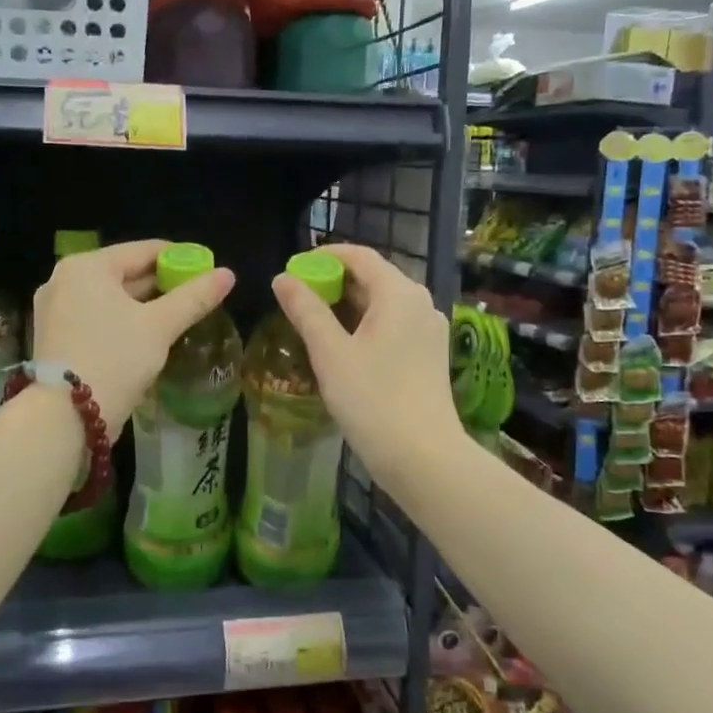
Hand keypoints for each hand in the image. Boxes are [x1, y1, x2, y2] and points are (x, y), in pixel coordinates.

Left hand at [32, 239, 235, 434]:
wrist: (64, 416)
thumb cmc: (114, 358)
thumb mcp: (160, 326)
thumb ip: (194, 297)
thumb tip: (228, 274)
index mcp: (87, 266)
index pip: (143, 250)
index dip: (180, 258)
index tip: (208, 271)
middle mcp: (64, 280)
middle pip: (125, 273)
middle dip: (162, 284)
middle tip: (196, 296)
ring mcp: (55, 310)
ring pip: (111, 298)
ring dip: (144, 306)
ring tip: (178, 317)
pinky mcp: (55, 337)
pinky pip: (97, 317)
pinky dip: (122, 321)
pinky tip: (147, 336)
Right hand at [271, 243, 464, 488]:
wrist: (423, 457)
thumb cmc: (372, 399)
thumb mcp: (330, 352)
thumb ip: (305, 310)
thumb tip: (282, 278)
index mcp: (399, 293)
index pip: (359, 256)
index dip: (323, 256)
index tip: (293, 268)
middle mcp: (420, 302)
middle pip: (373, 277)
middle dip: (333, 281)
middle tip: (297, 297)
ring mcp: (429, 330)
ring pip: (383, 303)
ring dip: (348, 304)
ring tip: (313, 320)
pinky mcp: (429, 354)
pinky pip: (393, 324)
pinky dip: (366, 324)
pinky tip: (344, 345)